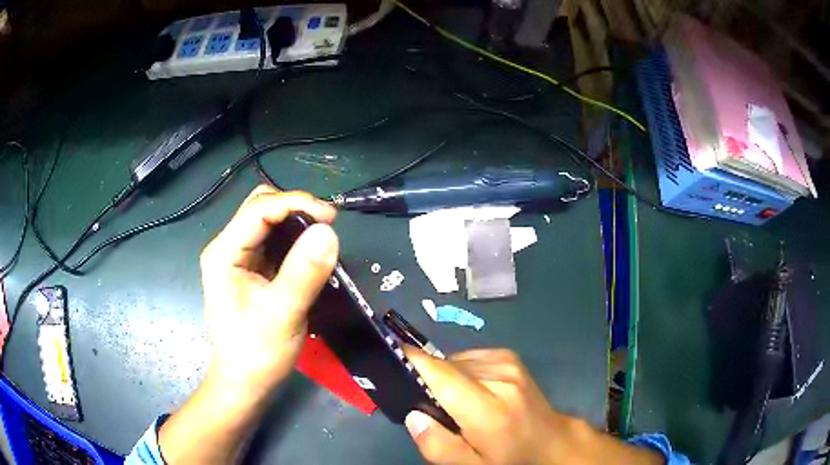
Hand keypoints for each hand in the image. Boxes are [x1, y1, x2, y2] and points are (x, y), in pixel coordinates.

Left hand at [159, 186, 338, 463]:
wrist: (244, 384)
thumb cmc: (257, 354)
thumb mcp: (283, 314)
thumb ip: (304, 272)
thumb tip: (329, 231)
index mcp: (224, 253)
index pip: (260, 209)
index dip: (297, 203)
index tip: (333, 217)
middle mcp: (227, 248)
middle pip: (261, 207)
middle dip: (295, 209)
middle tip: (326, 227)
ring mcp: (238, 259)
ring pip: (267, 221)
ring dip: (296, 223)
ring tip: (322, 239)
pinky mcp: (250, 270)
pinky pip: (272, 242)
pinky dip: (293, 240)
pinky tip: (309, 253)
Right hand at [403, 348, 663, 464]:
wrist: (549, 440)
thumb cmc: (508, 458)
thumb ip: (438, 446)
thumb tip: (414, 415)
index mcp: (489, 410)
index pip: (441, 375)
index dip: (411, 362)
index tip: (386, 357)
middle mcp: (499, 378)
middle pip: (444, 367)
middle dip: (427, 380)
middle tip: (428, 406)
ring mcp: (507, 363)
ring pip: (456, 361)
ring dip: (446, 378)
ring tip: (454, 402)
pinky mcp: (510, 356)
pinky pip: (470, 358)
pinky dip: (461, 371)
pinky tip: (470, 390)